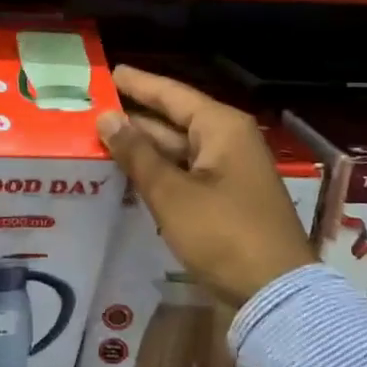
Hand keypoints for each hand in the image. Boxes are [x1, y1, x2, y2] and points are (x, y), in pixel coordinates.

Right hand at [96, 65, 316, 309]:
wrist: (274, 294)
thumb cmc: (223, 233)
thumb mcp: (172, 193)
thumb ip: (137, 153)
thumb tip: (106, 117)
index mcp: (221, 128)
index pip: (171, 94)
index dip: (138, 84)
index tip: (108, 73)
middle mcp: (228, 141)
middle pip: (174, 120)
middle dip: (135, 117)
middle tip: (92, 110)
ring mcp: (229, 172)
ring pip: (178, 150)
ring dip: (143, 147)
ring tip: (99, 140)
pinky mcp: (226, 199)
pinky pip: (185, 173)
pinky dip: (158, 171)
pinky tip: (127, 174)